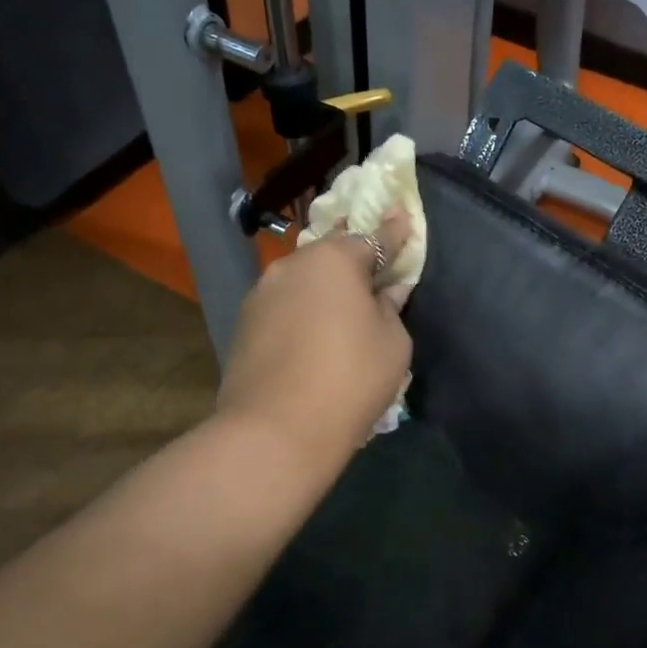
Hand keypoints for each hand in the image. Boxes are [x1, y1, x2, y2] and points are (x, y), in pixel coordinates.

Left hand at [216, 212, 413, 464]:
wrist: (275, 431)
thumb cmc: (350, 378)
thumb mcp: (392, 343)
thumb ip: (389, 307)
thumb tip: (383, 293)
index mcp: (334, 260)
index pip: (373, 238)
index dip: (393, 232)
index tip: (403, 216)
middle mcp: (293, 265)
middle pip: (331, 253)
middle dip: (353, 258)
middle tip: (371, 269)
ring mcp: (261, 294)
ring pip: (303, 279)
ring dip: (323, 287)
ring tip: (340, 308)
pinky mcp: (244, 324)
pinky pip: (284, 305)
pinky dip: (302, 310)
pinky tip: (312, 334)